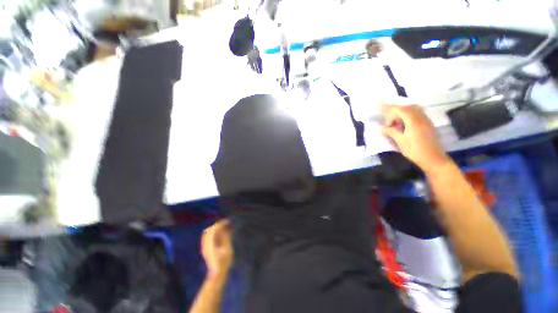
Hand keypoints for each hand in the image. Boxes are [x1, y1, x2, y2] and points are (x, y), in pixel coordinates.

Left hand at [201, 220, 233, 276]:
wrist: (217, 273)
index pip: (214, 229)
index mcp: (211, 243)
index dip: (221, 224)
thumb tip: (225, 229)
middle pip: (210, 230)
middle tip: (226, 224)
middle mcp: (206, 244)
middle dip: (218, 225)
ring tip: (224, 228)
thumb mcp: (227, 248)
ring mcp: (205, 246)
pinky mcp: (206, 249)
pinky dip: (214, 233)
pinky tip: (220, 234)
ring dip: (215, 229)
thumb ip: (226, 237)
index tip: (227, 222)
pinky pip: (208, 237)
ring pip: (208, 233)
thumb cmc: (224, 261)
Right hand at [380, 103, 449, 172]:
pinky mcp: (428, 124)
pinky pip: (418, 114)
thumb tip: (380, 129)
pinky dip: (409, 116)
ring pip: (413, 110)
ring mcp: (426, 120)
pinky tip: (405, 125)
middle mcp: (421, 117)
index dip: (390, 114)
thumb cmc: (415, 151)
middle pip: (407, 108)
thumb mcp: (400, 141)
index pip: (400, 109)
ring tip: (396, 124)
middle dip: (396, 113)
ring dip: (402, 114)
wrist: (433, 159)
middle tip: (390, 124)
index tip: (386, 125)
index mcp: (414, 121)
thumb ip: (391, 132)